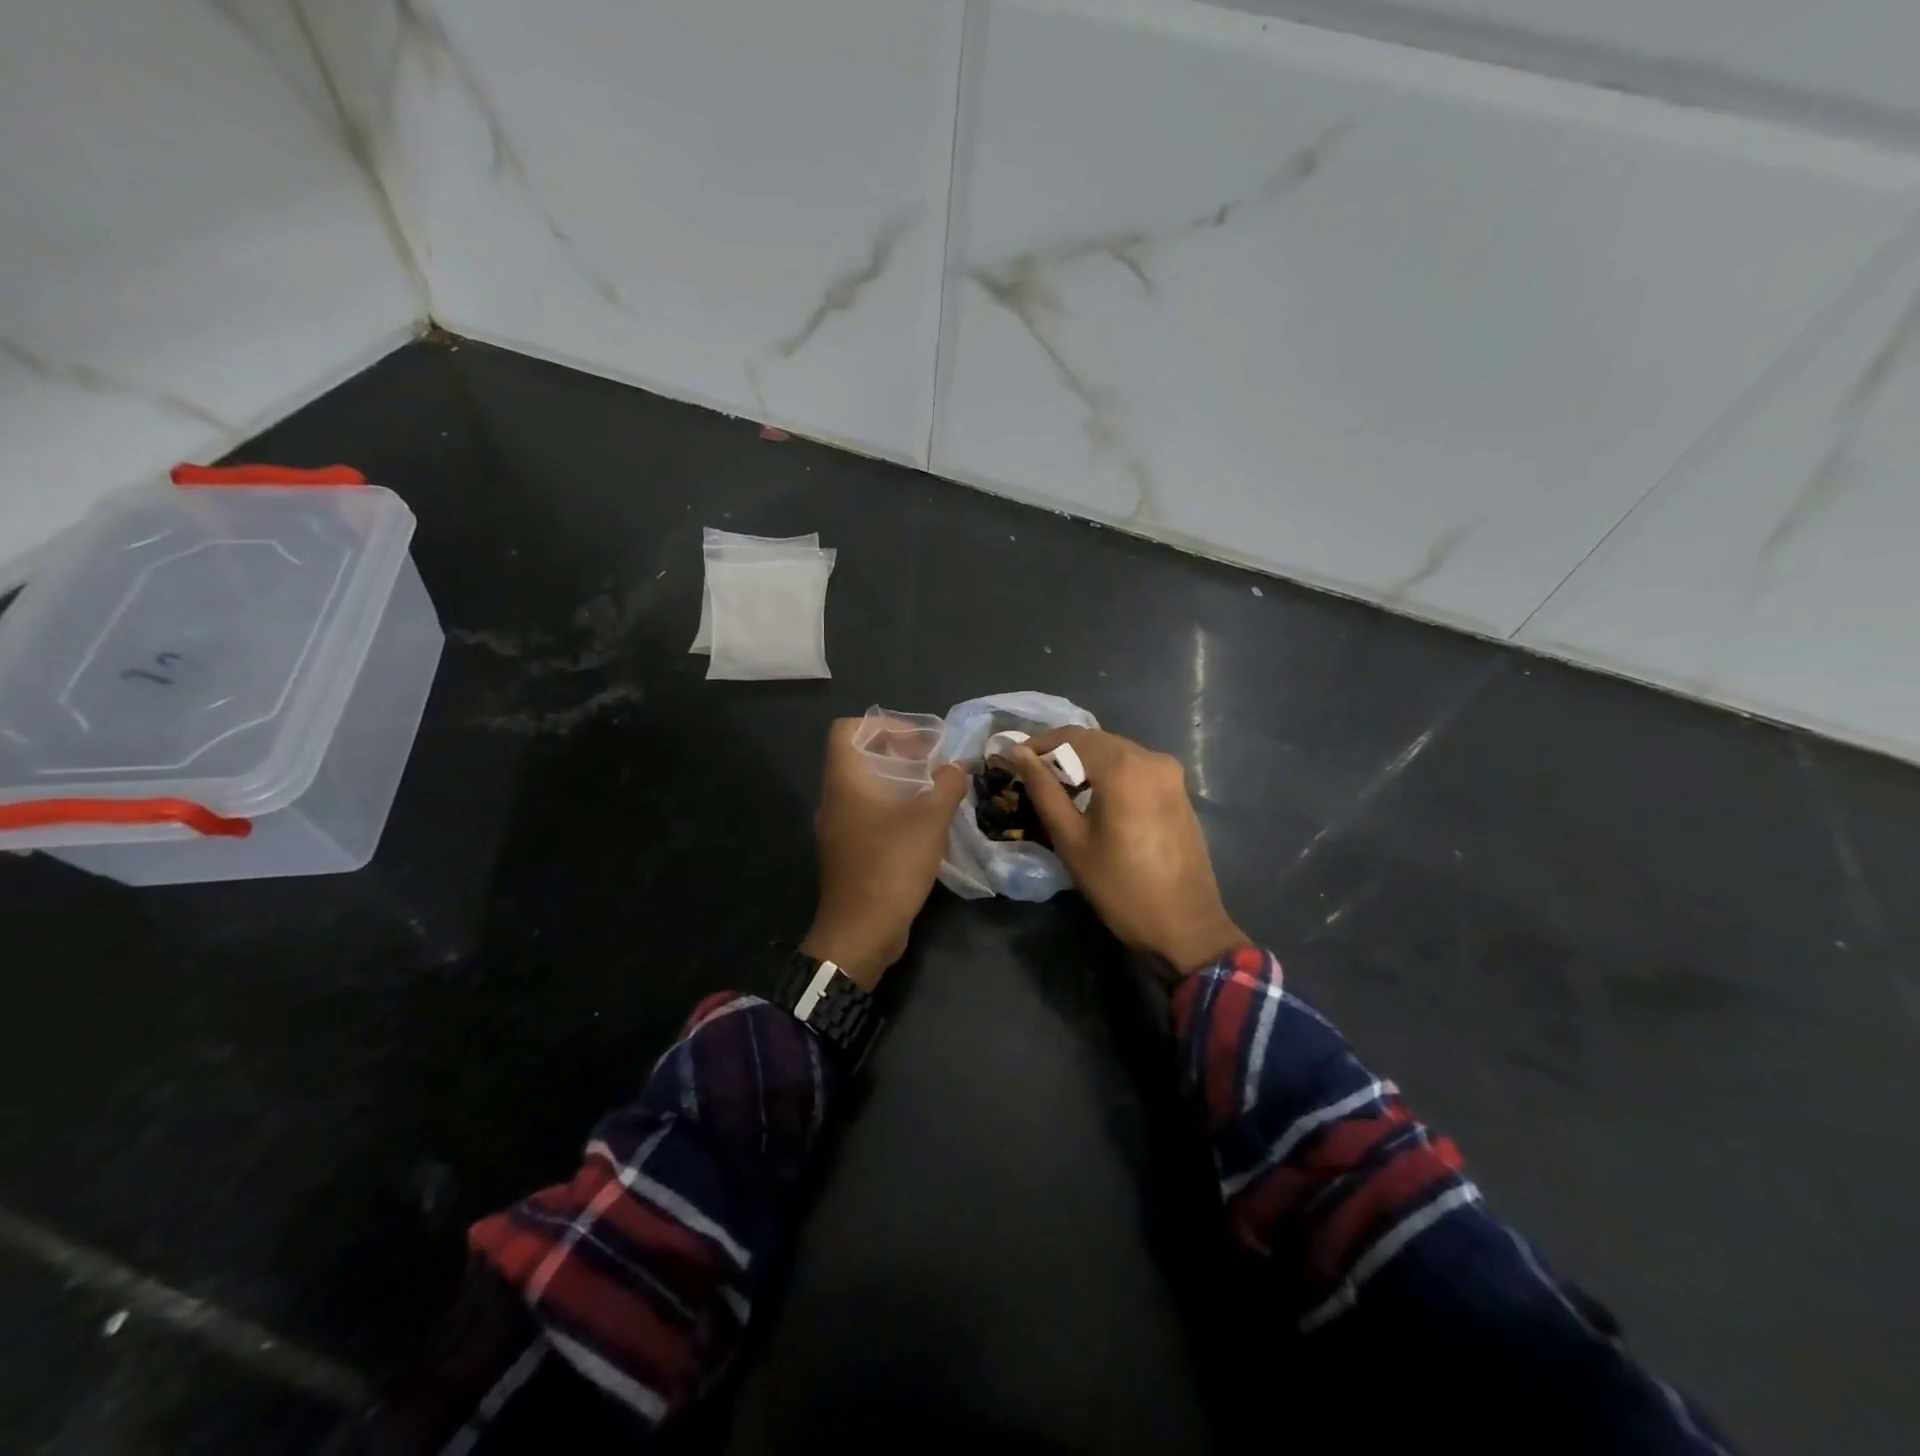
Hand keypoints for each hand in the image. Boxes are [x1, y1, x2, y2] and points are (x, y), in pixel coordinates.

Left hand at [801, 718, 969, 990]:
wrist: (861, 932)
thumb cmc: (891, 865)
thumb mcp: (930, 820)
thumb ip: (947, 785)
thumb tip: (957, 766)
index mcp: (845, 782)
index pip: (847, 730)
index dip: (882, 725)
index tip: (918, 739)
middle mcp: (834, 800)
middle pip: (859, 758)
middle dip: (898, 753)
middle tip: (934, 762)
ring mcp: (838, 829)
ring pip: (865, 789)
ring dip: (899, 783)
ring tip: (935, 790)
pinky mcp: (848, 853)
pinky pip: (868, 816)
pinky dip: (894, 809)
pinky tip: (925, 824)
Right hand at [1011, 728, 1245, 976]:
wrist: (1185, 926)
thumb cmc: (1119, 887)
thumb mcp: (1071, 840)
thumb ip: (1043, 790)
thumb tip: (1018, 752)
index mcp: (1123, 768)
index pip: (1071, 737)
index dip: (1038, 743)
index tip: (1012, 759)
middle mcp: (1150, 758)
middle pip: (1095, 740)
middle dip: (1060, 753)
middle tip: (1030, 775)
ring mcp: (1169, 772)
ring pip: (1115, 751)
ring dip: (1084, 762)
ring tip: (1058, 789)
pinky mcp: (1178, 788)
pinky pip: (1134, 766)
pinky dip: (1108, 772)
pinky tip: (1092, 797)